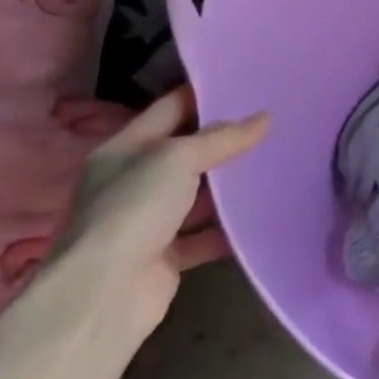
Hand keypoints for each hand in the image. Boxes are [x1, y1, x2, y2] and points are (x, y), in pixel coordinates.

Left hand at [57, 88, 268, 334]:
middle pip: (186, 152)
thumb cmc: (133, 209)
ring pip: (197, 195)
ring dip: (229, 186)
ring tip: (276, 163)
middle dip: (225, 140)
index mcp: (124, 149)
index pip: (169, 109)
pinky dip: (229, 229)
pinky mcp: (166, 256)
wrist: (103, 294)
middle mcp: (133, 182)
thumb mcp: (178, 158)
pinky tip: (262, 215)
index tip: (246, 83)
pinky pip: (204, 236)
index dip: (204, 94)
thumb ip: (221, 138)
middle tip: (272, 122)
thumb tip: (263, 118)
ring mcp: (148, 221)